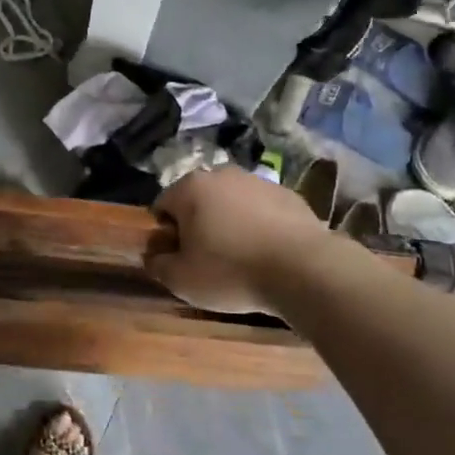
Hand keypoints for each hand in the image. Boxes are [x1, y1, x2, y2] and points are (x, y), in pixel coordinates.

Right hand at [147, 166, 330, 315]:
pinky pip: (262, 210)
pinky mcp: (288, 194)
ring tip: (241, 259)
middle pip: (198, 201)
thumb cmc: (231, 271)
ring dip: (229, 224)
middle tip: (208, 260)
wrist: (303, 268)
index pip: (162, 206)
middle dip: (198, 225)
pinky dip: (259, 226)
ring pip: (231, 203)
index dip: (166, 235)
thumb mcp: (182, 280)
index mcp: (190, 188)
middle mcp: (221, 174)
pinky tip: (268, 253)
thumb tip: (152, 255)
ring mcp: (257, 181)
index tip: (179, 259)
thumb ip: (158, 265)